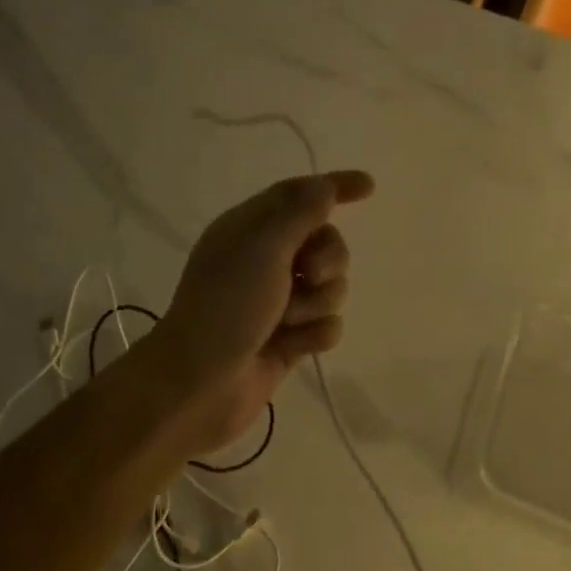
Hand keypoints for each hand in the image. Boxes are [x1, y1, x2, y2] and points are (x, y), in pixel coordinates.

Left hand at [142, 171, 374, 458]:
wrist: (200, 384)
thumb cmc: (226, 307)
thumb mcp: (262, 248)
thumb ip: (299, 214)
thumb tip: (323, 186)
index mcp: (249, 229)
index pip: (298, 195)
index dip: (333, 187)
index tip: (369, 187)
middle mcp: (265, 261)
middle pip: (325, 244)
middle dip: (328, 260)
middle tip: (308, 276)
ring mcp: (278, 303)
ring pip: (330, 288)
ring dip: (316, 304)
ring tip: (286, 321)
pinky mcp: (289, 339)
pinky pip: (326, 326)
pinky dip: (314, 334)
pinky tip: (291, 347)